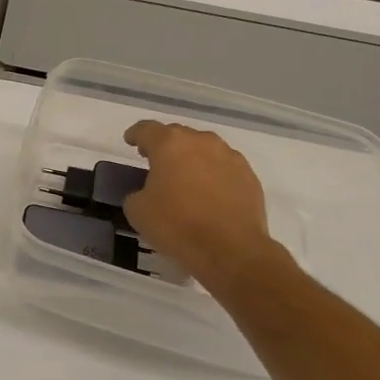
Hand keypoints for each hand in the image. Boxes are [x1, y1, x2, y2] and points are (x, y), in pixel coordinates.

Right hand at [122, 121, 280, 285]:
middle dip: (165, 146)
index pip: (147, 129)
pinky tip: (208, 194)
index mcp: (170, 144)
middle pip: (178, 135)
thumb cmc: (176, 225)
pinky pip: (224, 167)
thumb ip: (136, 192)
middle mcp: (202, 142)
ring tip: (185, 179)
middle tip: (155, 163)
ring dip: (192, 159)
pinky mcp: (249, 176)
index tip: (130, 141)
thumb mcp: (137, 210)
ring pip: (204, 149)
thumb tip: (146, 192)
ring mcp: (230, 157)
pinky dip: (213, 175)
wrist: (230, 249)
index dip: (136, 134)